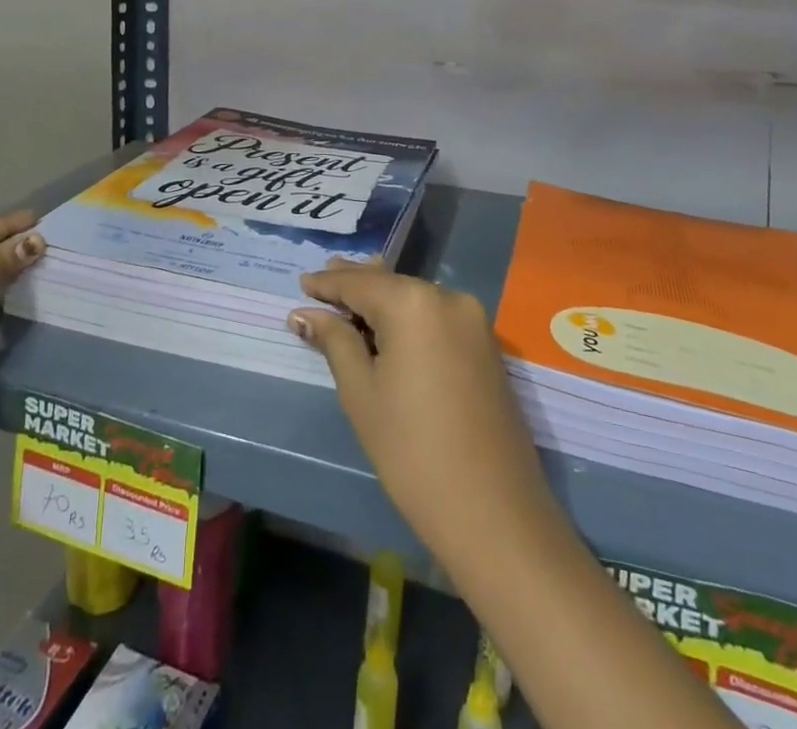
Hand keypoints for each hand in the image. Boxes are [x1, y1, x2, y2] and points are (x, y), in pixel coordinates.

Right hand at [289, 264, 558, 571]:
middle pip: (390, 283)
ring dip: (382, 298)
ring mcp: (473, 320)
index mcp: (412, 302)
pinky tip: (388, 325)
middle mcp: (447, 296)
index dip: (327, 283)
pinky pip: (436, 316)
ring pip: (414, 297)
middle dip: (354, 283)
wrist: (494, 513)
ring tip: (349, 297)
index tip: (302, 282)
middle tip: (320, 282)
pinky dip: (408, 315)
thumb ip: (335, 341)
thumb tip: (304, 314)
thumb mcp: (361, 392)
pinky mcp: (486, 345)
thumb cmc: (412, 451)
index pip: (358, 282)